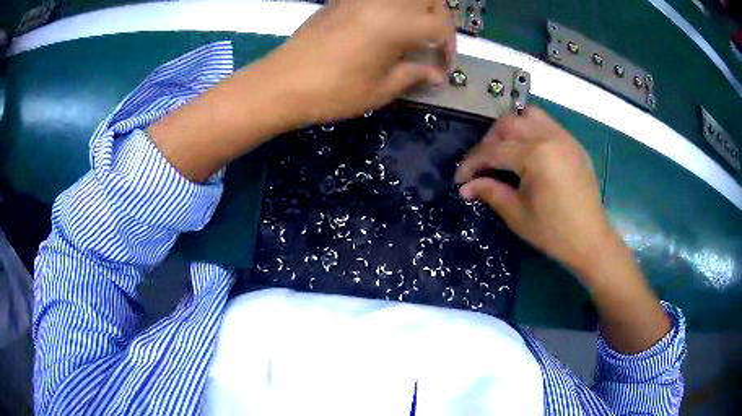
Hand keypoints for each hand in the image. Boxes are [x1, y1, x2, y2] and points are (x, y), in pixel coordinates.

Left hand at [263, 0, 455, 123]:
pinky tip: (385, 23)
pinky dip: (391, 6)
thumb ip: (414, 74)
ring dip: (417, 7)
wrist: (281, 83)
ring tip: (413, 29)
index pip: (441, 25)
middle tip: (433, 40)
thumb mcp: (380, 89)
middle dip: (439, 17)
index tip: (443, 65)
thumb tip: (436, 74)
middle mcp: (383, 2)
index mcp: (397, 24)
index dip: (449, 46)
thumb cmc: (333, 91)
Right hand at [454, 107, 615, 280]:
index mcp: (535, 155)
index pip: (493, 150)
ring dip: (511, 129)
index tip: (459, 178)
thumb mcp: (517, 215)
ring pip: (529, 115)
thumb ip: (490, 192)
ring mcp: (564, 138)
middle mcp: (550, 137)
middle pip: (508, 123)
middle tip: (483, 164)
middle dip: (489, 141)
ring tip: (506, 151)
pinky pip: (547, 124)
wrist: (590, 240)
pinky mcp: (573, 144)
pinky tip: (529, 154)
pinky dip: (531, 131)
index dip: (472, 163)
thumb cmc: (553, 232)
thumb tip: (465, 186)